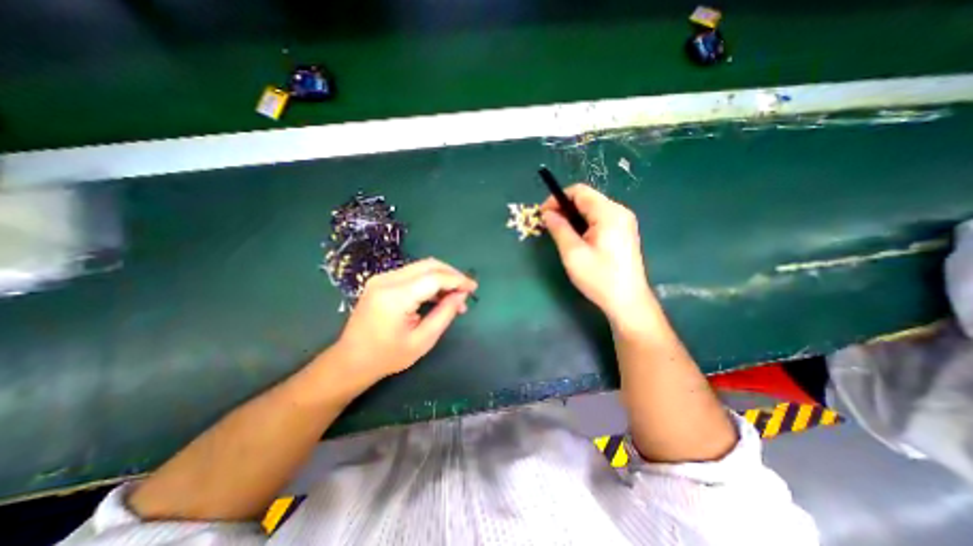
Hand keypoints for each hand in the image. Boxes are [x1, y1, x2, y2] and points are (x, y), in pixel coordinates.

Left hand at [331, 257, 475, 381]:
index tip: (474, 288)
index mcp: (395, 296)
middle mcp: (387, 280)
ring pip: (421, 267)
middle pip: (428, 265)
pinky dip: (429, 281)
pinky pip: (412, 274)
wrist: (351, 360)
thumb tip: (462, 296)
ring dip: (441, 277)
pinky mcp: (381, 281)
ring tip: (455, 297)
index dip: (457, 280)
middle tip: (466, 290)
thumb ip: (444, 314)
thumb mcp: (422, 340)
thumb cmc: (387, 356)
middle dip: (452, 274)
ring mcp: (382, 278)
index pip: (434, 278)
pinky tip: (438, 296)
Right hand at [540, 185, 653, 323]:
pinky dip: (584, 223)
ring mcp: (624, 222)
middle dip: (564, 208)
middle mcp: (619, 211)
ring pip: (592, 209)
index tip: (543, 214)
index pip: (579, 191)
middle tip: (549, 225)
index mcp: (609, 213)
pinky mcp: (624, 232)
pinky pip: (599, 219)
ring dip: (573, 216)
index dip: (557, 198)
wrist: (627, 301)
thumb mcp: (573, 253)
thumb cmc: (599, 278)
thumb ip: (559, 229)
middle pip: (587, 198)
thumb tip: (547, 213)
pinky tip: (576, 238)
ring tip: (560, 233)